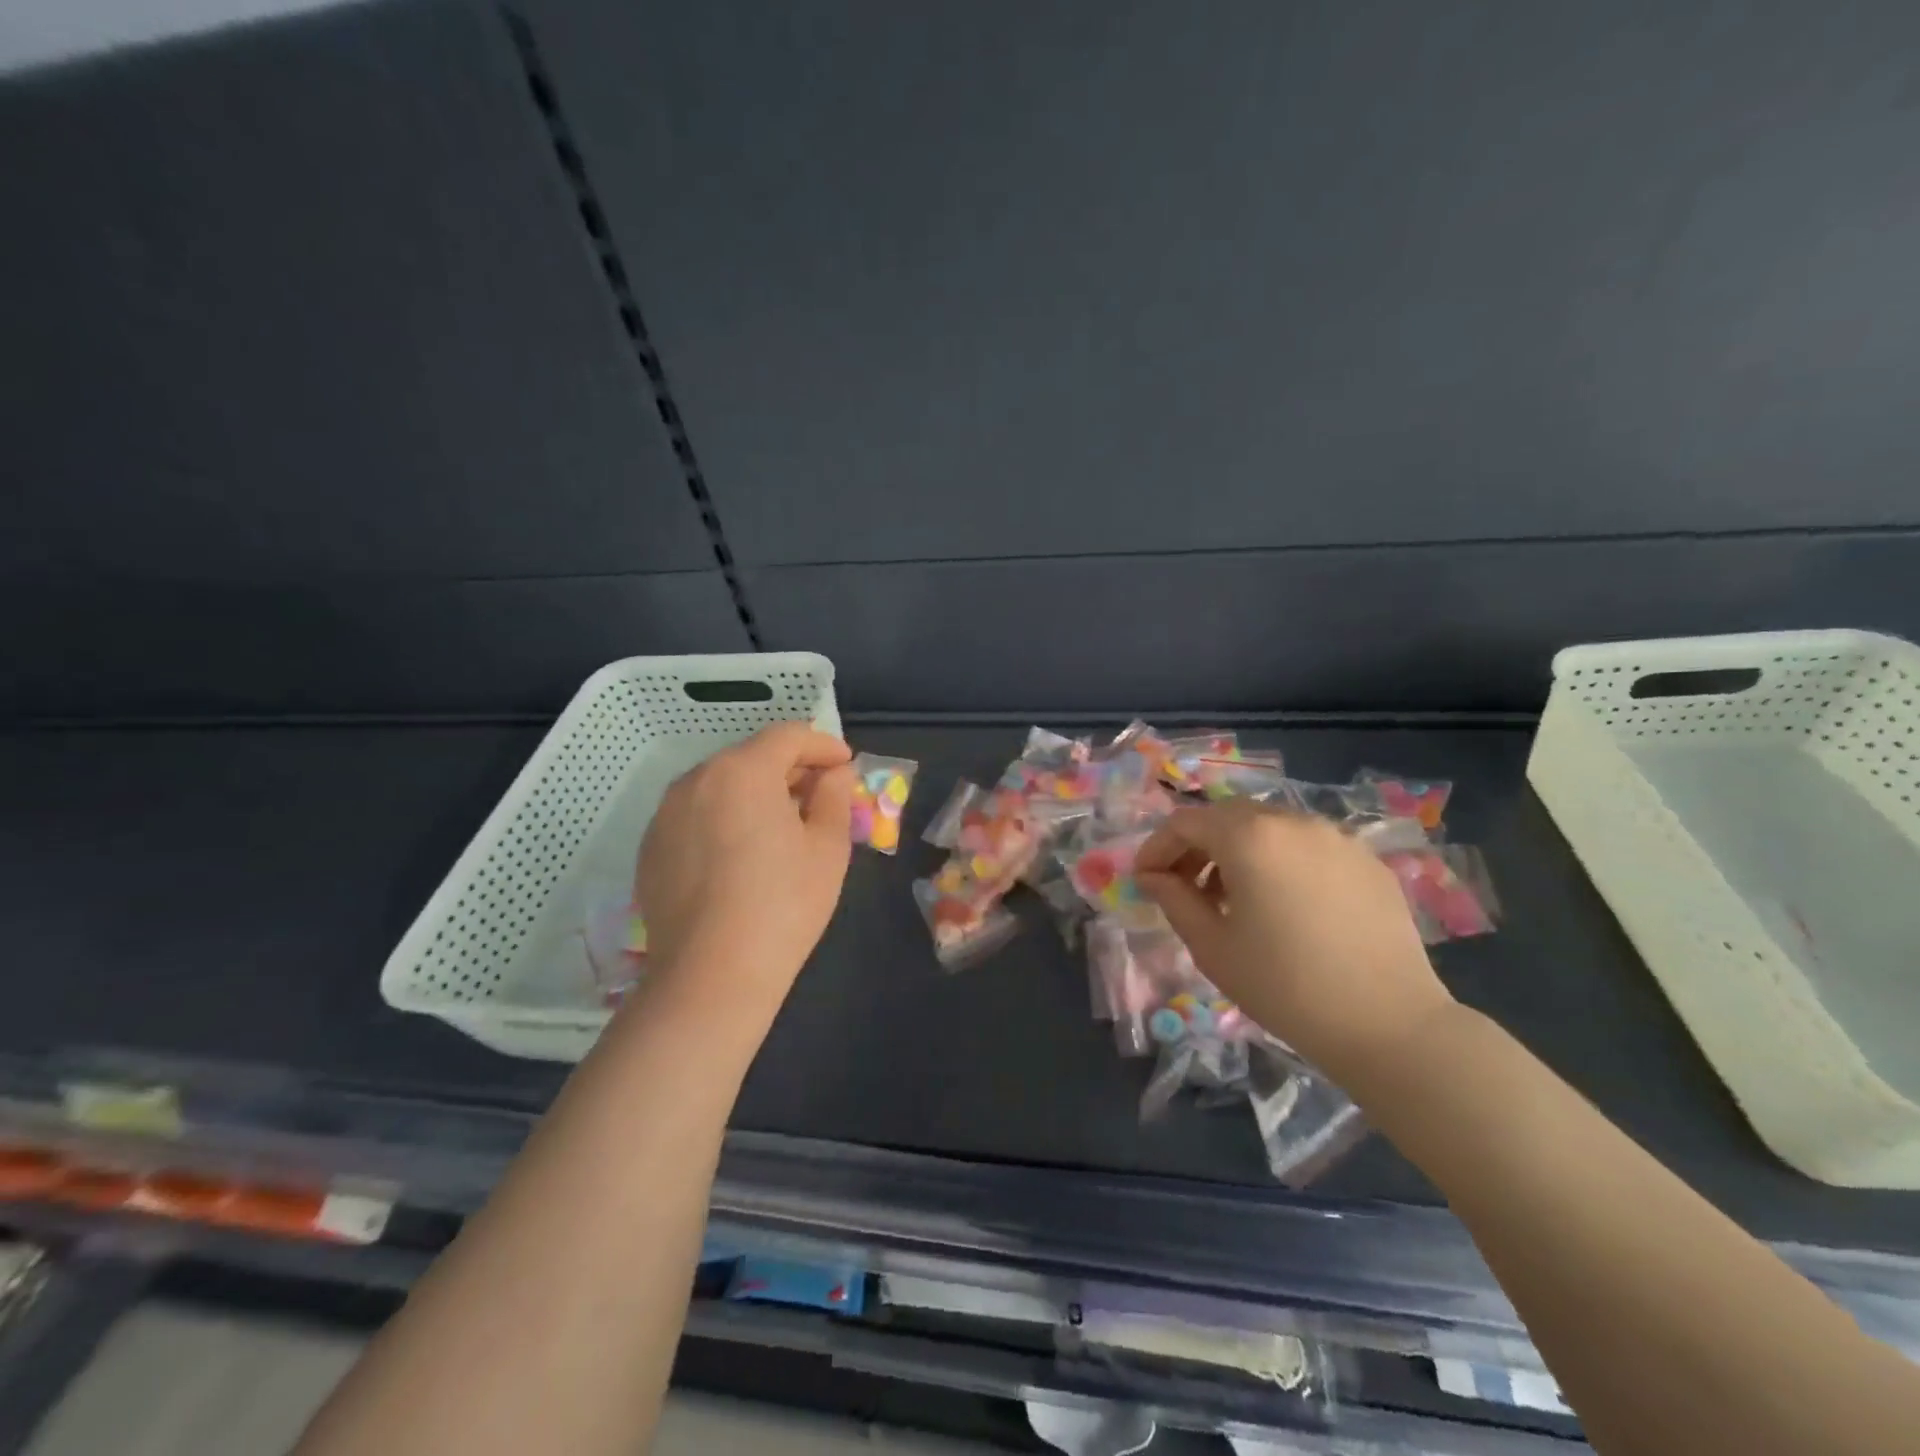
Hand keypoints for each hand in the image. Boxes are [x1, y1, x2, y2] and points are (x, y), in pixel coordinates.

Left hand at [634, 722, 854, 1030]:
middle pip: (750, 756)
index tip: (845, 764)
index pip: (787, 736)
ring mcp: (666, 814)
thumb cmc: (783, 905)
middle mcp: (696, 780)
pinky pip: (696, 815)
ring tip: (781, 824)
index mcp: (742, 771)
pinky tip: (742, 854)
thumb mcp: (827, 847)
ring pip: (720, 785)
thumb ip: (833, 796)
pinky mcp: (651, 847)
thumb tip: (834, 773)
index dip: (822, 745)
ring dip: (755, 792)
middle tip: (819, 793)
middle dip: (789, 768)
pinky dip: (724, 817)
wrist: (711, 976)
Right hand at [1134, 802, 1452, 1085]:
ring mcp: (1336, 837)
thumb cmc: (1284, 986)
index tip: (1144, 880)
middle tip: (1183, 886)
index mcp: (1249, 837)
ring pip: (1269, 827)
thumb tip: (1153, 876)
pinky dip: (1280, 861)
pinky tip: (1284, 905)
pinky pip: (1307, 846)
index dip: (1157, 847)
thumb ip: (1174, 899)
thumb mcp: (1212, 946)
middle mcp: (1293, 821)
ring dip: (1238, 851)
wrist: (1388, 1024)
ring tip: (1233, 898)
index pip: (1185, 822)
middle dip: (1196, 845)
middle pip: (1227, 817)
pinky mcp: (1366, 860)